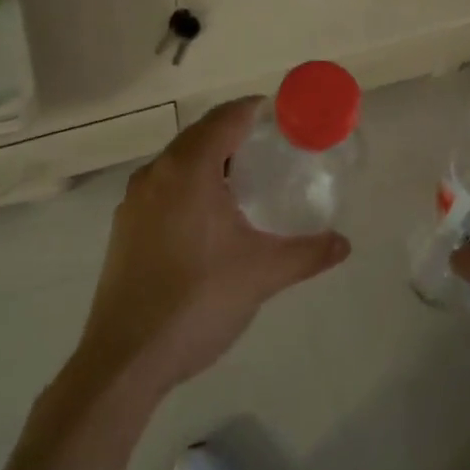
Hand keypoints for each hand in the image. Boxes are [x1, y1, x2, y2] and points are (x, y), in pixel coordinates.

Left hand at [76, 98, 349, 398]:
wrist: (125, 358)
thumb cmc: (197, 302)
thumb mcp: (262, 274)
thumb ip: (307, 253)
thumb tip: (344, 243)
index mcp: (187, 170)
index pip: (225, 119)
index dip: (255, 110)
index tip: (283, 116)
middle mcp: (155, 175)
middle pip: (200, 136)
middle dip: (235, 136)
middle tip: (273, 151)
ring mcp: (134, 203)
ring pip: (178, 164)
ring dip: (211, 162)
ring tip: (246, 184)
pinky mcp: (125, 229)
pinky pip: (164, 189)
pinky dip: (190, 187)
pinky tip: (211, 220)